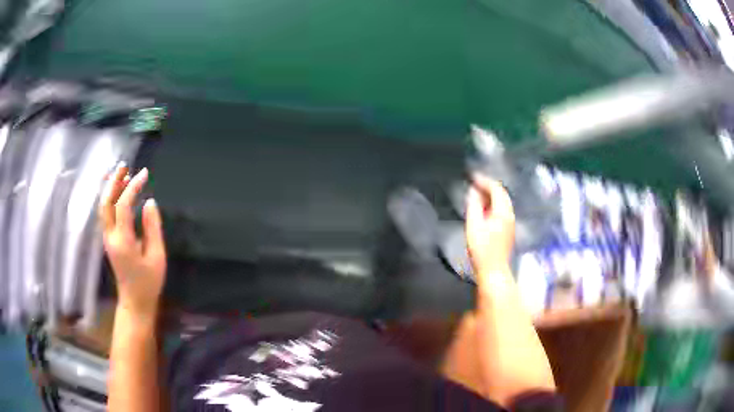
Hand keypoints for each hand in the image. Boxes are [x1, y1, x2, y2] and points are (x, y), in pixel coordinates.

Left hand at [100, 164, 166, 320]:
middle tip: (124, 165)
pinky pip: (107, 214)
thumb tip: (149, 202)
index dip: (133, 187)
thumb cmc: (149, 282)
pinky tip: (120, 193)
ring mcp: (108, 238)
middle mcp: (110, 236)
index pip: (123, 205)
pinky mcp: (109, 240)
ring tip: (123, 174)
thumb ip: (152, 228)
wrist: (135, 302)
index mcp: (123, 241)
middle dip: (114, 182)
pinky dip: (112, 199)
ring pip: (104, 207)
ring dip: (111, 189)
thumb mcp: (157, 256)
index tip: (144, 174)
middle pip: (106, 203)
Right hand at [465, 175, 514, 276]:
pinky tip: (484, 208)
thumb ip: (474, 206)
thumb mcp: (473, 225)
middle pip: (502, 194)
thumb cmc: (482, 250)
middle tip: (474, 183)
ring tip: (477, 194)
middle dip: (488, 186)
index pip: (496, 189)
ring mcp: (510, 222)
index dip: (484, 181)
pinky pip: (502, 209)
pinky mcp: (508, 229)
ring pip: (503, 202)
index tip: (473, 177)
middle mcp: (510, 214)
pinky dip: (493, 204)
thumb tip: (473, 191)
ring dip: (491, 195)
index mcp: (503, 212)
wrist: (493, 270)